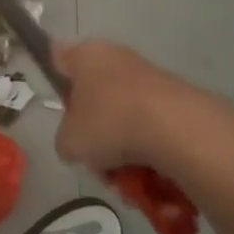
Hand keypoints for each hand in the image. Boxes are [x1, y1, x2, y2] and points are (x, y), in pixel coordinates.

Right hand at [51, 38, 201, 172]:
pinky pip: (150, 127)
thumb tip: (77, 142)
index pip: (58, 57)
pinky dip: (148, 151)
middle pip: (94, 96)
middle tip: (96, 158)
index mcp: (84, 55)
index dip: (55, 79)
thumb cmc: (110, 123)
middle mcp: (115, 56)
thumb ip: (65, 141)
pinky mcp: (175, 97)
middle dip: (95, 131)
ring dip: (122, 149)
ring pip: (123, 116)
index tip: (62, 107)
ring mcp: (148, 75)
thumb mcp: (70, 142)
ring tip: (126, 178)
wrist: (178, 129)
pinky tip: (149, 176)